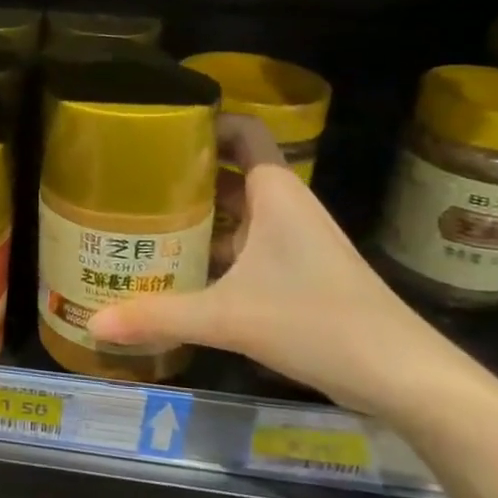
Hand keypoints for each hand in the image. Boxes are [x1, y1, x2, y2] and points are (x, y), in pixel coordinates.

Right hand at [88, 123, 479, 422]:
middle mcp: (285, 208)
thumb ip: (160, 317)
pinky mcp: (297, 273)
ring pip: (237, 213)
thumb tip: (94, 324)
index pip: (242, 131)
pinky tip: (179, 271)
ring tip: (142, 220)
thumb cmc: (318, 322)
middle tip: (131, 179)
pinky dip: (214, 249)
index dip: (205, 121)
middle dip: (184, 173)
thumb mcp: (229, 317)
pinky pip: (245, 245)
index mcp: (276, 194)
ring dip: (197, 215)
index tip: (157, 128)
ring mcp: (293, 241)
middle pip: (230, 172)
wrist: (403, 375)